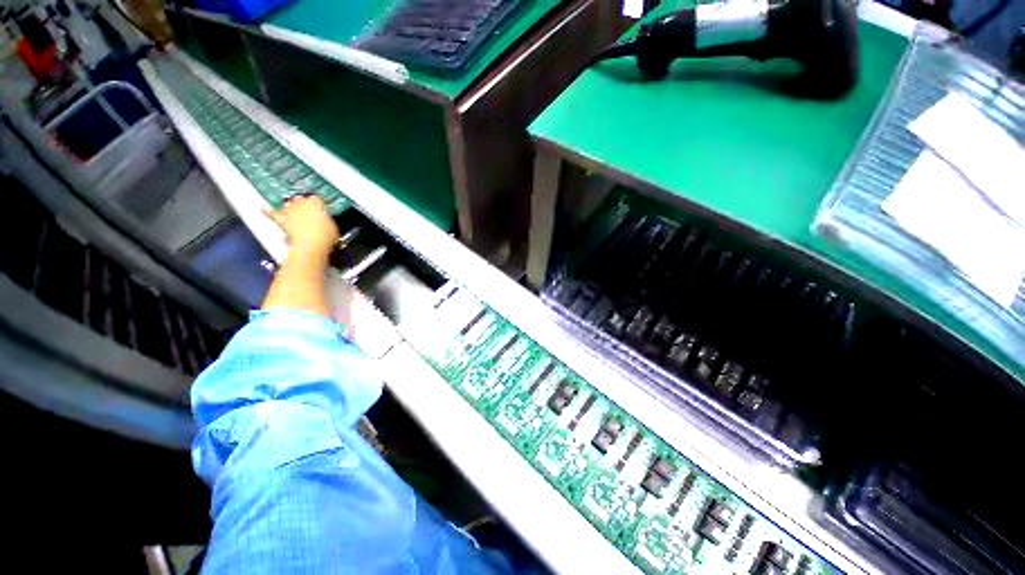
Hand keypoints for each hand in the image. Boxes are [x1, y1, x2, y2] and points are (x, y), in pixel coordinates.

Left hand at [264, 195, 338, 257]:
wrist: (311, 245)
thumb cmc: (325, 236)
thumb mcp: (333, 227)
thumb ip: (327, 220)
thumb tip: (325, 220)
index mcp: (316, 203)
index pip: (316, 199)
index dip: (318, 204)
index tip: (321, 209)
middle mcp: (301, 203)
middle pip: (300, 199)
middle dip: (302, 204)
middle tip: (307, 211)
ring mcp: (290, 210)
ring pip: (287, 205)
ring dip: (290, 207)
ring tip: (292, 211)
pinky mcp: (281, 219)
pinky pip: (272, 214)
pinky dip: (268, 212)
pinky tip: (264, 209)